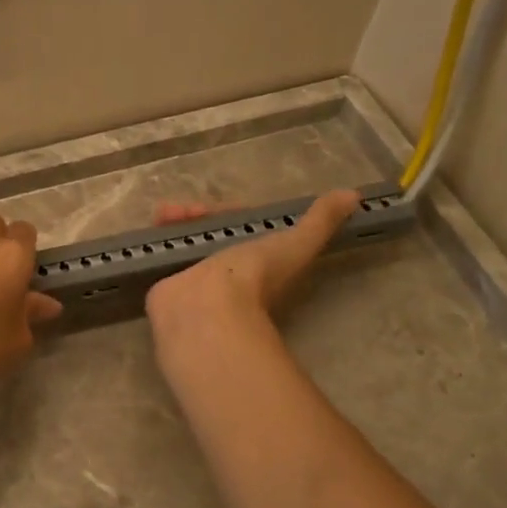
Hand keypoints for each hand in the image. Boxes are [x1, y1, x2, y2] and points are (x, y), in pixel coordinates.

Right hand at [144, 190, 359, 341]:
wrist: (207, 310)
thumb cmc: (253, 279)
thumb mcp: (295, 244)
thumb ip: (320, 222)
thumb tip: (355, 196)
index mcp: (256, 262)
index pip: (241, 227)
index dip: (230, 212)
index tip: (219, 207)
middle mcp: (226, 271)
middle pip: (210, 231)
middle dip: (198, 216)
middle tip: (182, 210)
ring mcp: (195, 279)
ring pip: (185, 239)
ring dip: (176, 223)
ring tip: (164, 216)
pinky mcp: (168, 285)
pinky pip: (162, 254)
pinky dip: (156, 240)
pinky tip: (152, 230)